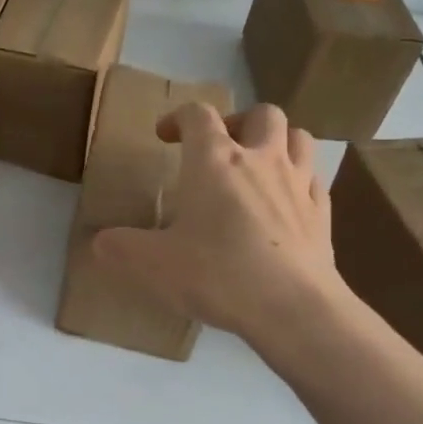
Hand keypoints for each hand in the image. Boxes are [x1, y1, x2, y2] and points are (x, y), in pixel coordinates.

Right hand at [92, 102, 349, 339]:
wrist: (294, 310)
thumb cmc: (219, 274)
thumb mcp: (154, 264)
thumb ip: (121, 248)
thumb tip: (99, 243)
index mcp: (215, 160)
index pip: (198, 114)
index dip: (178, 117)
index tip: (164, 137)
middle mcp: (260, 160)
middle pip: (261, 114)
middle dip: (237, 122)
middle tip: (220, 148)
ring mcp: (298, 184)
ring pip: (298, 137)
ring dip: (277, 142)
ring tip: (258, 165)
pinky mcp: (323, 214)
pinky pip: (315, 180)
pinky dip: (299, 181)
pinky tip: (286, 203)